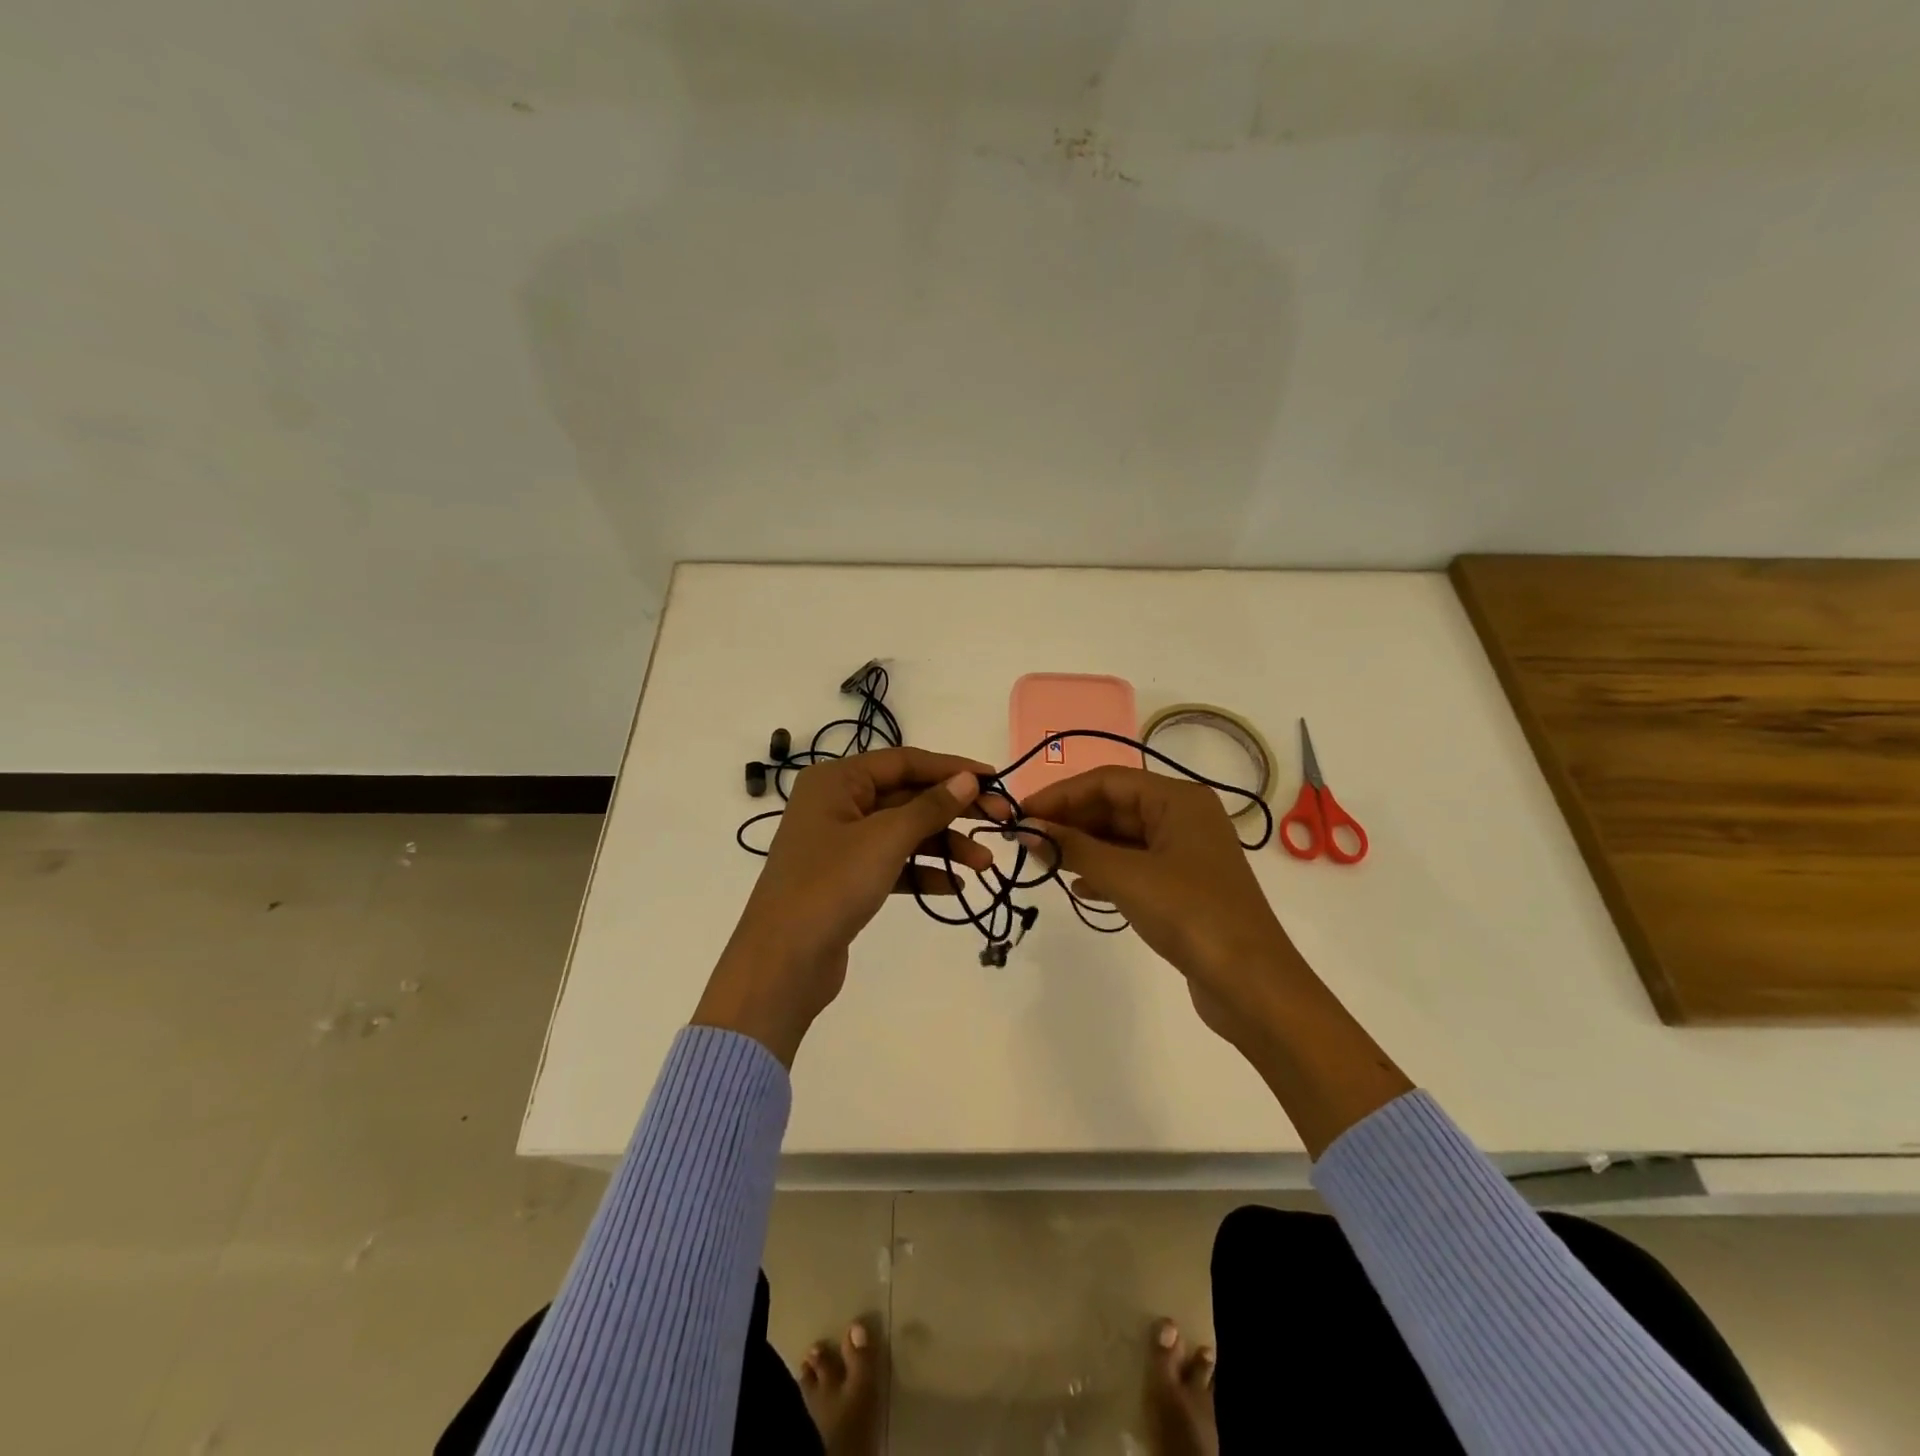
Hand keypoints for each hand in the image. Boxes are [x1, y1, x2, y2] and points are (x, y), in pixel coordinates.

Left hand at [693, 747, 994, 1064]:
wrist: (782, 963)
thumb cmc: (831, 885)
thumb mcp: (886, 839)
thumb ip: (930, 806)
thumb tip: (968, 778)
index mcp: (837, 780)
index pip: (905, 762)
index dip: (952, 768)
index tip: (995, 780)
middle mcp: (836, 804)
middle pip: (907, 796)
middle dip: (953, 811)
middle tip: (1000, 822)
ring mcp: (840, 844)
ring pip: (903, 832)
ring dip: (944, 846)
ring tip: (985, 865)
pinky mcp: (846, 880)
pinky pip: (892, 864)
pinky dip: (922, 872)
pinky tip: (953, 887)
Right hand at [1019, 767, 1303, 1048]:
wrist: (1252, 984)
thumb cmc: (1190, 915)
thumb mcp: (1126, 876)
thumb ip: (1074, 849)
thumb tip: (1026, 830)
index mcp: (1178, 799)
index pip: (1108, 781)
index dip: (1061, 794)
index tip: (1021, 814)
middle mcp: (1184, 817)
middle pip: (1114, 806)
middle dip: (1070, 821)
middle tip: (1026, 840)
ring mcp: (1185, 853)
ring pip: (1122, 838)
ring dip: (1083, 848)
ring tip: (1044, 863)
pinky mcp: (1183, 886)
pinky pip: (1133, 865)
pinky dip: (1104, 872)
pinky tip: (1079, 888)